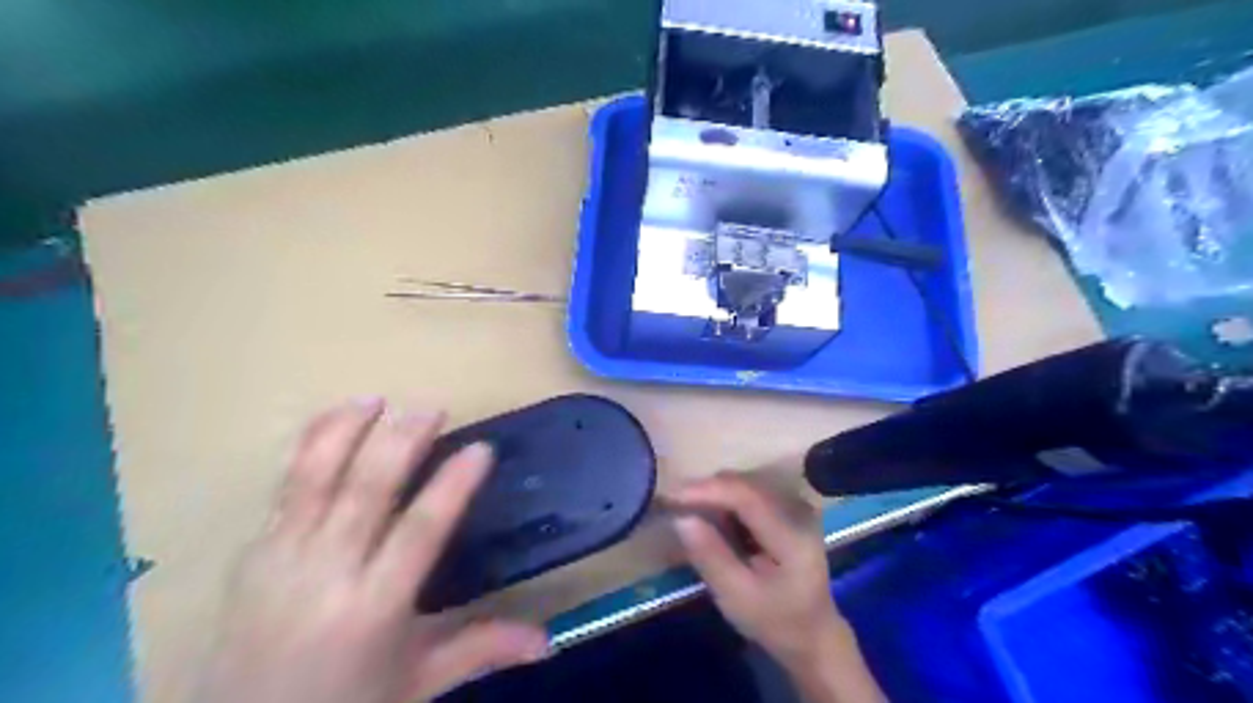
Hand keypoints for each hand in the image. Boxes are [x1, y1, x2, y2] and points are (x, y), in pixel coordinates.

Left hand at [194, 398, 549, 702]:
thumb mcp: (419, 683)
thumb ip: (482, 649)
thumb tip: (548, 641)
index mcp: (374, 609)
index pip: (419, 532)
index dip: (452, 486)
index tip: (481, 448)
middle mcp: (325, 574)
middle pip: (365, 490)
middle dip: (400, 441)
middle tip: (431, 408)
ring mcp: (281, 558)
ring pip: (315, 477)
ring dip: (347, 431)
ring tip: (376, 400)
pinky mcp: (253, 551)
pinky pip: (283, 486)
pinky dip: (309, 445)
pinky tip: (331, 420)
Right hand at [669, 473, 883, 702]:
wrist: (812, 632)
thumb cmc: (775, 620)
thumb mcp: (737, 597)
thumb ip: (710, 556)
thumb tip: (680, 518)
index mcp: (792, 535)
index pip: (746, 497)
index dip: (707, 491)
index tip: (671, 497)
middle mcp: (798, 510)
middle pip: (744, 485)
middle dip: (706, 491)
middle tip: (673, 505)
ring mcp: (795, 506)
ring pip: (744, 484)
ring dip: (714, 495)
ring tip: (688, 511)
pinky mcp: (789, 507)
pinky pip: (749, 492)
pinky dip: (726, 501)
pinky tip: (713, 519)